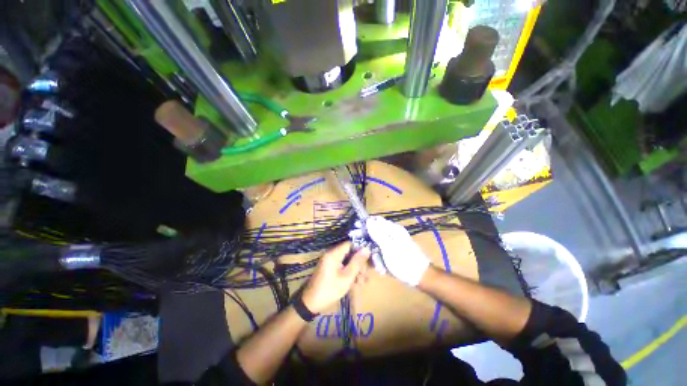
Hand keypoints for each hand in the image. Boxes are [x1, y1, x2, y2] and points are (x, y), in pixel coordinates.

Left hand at [301, 242, 369, 312]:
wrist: (311, 303)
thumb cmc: (330, 290)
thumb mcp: (346, 277)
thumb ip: (357, 262)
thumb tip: (366, 248)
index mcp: (334, 253)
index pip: (350, 244)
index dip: (360, 249)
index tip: (368, 259)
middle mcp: (332, 254)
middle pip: (350, 253)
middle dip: (358, 264)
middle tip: (364, 276)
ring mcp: (330, 261)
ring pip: (347, 261)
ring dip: (355, 270)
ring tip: (361, 283)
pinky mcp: (330, 268)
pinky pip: (342, 266)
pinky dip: (349, 273)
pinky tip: (355, 283)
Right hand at [365, 216, 429, 285]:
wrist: (421, 276)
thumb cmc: (404, 261)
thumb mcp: (388, 247)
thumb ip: (378, 233)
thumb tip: (368, 220)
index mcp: (393, 229)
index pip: (376, 220)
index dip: (365, 223)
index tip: (355, 229)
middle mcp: (393, 233)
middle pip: (375, 231)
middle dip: (367, 240)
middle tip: (359, 247)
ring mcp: (393, 242)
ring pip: (377, 243)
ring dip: (373, 253)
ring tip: (375, 264)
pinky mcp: (394, 251)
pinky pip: (382, 251)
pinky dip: (380, 258)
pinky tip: (381, 268)